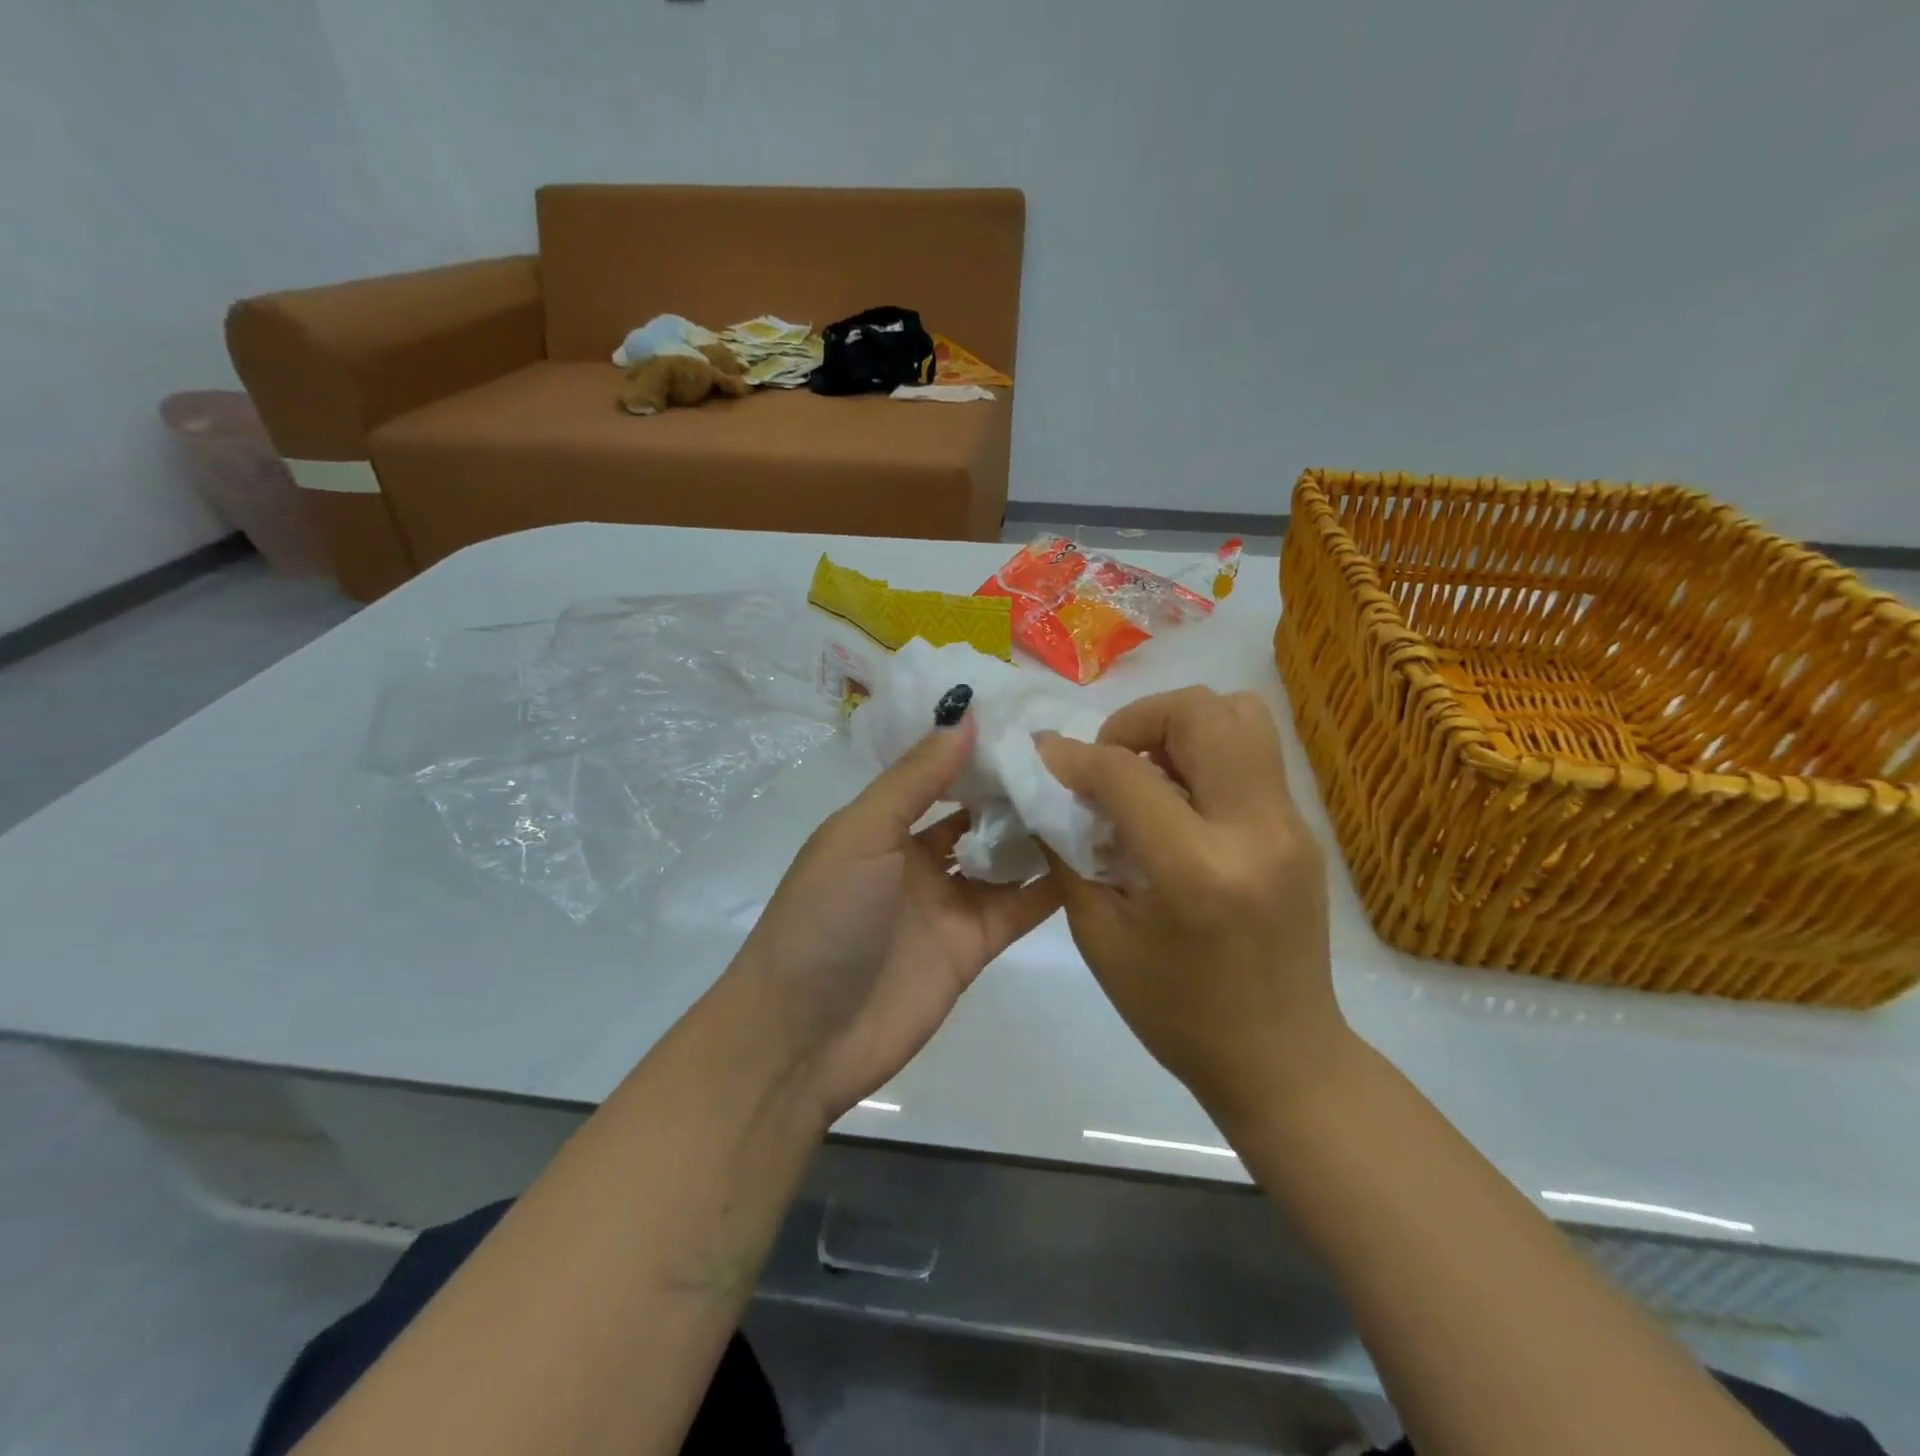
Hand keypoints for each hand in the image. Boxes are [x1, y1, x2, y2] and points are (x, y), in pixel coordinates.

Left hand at [729, 709, 1060, 1124]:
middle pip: (977, 814)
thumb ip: (916, 778)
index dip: (979, 750)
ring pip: (1005, 858)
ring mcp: (948, 903)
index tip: (1032, 720)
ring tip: (1095, 795)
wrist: (802, 1037)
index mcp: (883, 825)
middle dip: (1017, 788)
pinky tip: (1093, 854)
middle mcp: (917, 858)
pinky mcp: (974, 946)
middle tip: (1077, 755)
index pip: (940, 774)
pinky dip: (1053, 885)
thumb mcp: (862, 833)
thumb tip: (965, 713)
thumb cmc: (824, 917)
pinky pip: (1021, 907)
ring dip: (1040, 832)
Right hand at [1036, 687, 1346, 1128]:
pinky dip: (1206, 755)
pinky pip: (1253, 755)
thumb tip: (1049, 790)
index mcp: (1196, 869)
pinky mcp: (1303, 830)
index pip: (1126, 772)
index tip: (1045, 758)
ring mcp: (1291, 825)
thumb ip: (1070, 853)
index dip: (1073, 756)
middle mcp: (1255, 830)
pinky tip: (1180, 806)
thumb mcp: (1101, 938)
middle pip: (1203, 710)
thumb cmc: (1177, 1013)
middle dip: (1139, 719)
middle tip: (1110, 762)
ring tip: (1149, 774)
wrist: (1283, 1061)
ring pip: (1241, 715)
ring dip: (1181, 727)